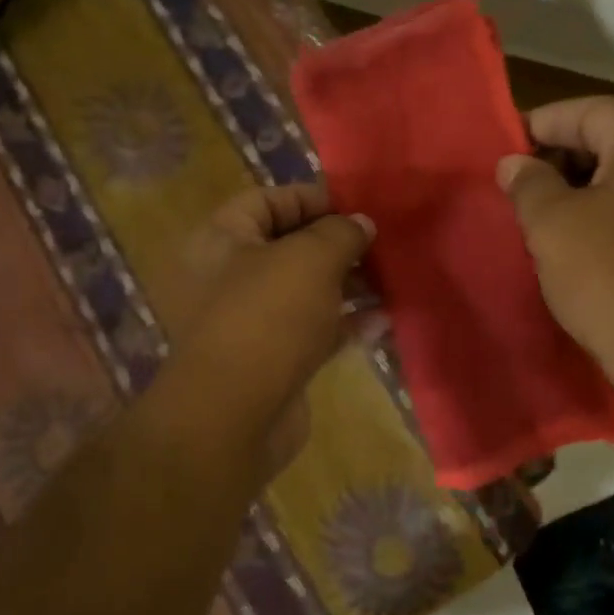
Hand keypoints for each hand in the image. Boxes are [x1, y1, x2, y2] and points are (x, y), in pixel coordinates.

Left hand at [171, 183, 374, 473]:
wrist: (235, 416)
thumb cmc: (267, 317)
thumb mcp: (310, 259)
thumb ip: (340, 233)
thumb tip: (361, 223)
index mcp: (222, 240)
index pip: (267, 201)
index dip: (312, 198)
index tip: (358, 207)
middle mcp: (229, 277)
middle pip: (289, 247)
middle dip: (338, 245)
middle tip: (381, 244)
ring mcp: (251, 322)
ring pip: (305, 292)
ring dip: (348, 285)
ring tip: (391, 279)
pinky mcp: (273, 360)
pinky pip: (313, 331)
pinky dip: (345, 324)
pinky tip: (383, 321)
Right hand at [497, 97, 613, 401]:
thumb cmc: (607, 276)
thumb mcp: (551, 223)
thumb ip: (527, 182)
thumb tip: (515, 164)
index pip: (585, 110)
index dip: (538, 126)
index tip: (502, 153)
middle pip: (608, 136)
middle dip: (559, 157)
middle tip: (518, 188)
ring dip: (579, 187)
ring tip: (540, 217)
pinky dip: (605, 211)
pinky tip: (577, 242)